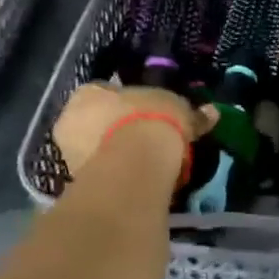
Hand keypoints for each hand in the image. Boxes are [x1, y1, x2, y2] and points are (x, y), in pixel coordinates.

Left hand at [53, 83, 215, 178]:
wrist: (133, 166)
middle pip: (96, 123)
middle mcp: (70, 119)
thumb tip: (211, 112)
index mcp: (89, 93)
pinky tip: (135, 183)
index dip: (127, 104)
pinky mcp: (75, 184)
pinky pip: (99, 176)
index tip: (147, 115)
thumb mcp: (178, 110)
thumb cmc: (151, 122)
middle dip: (117, 130)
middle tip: (145, 141)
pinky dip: (115, 178)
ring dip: (114, 156)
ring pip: (95, 151)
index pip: (106, 93)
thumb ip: (191, 113)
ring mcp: (68, 154)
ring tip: (143, 166)